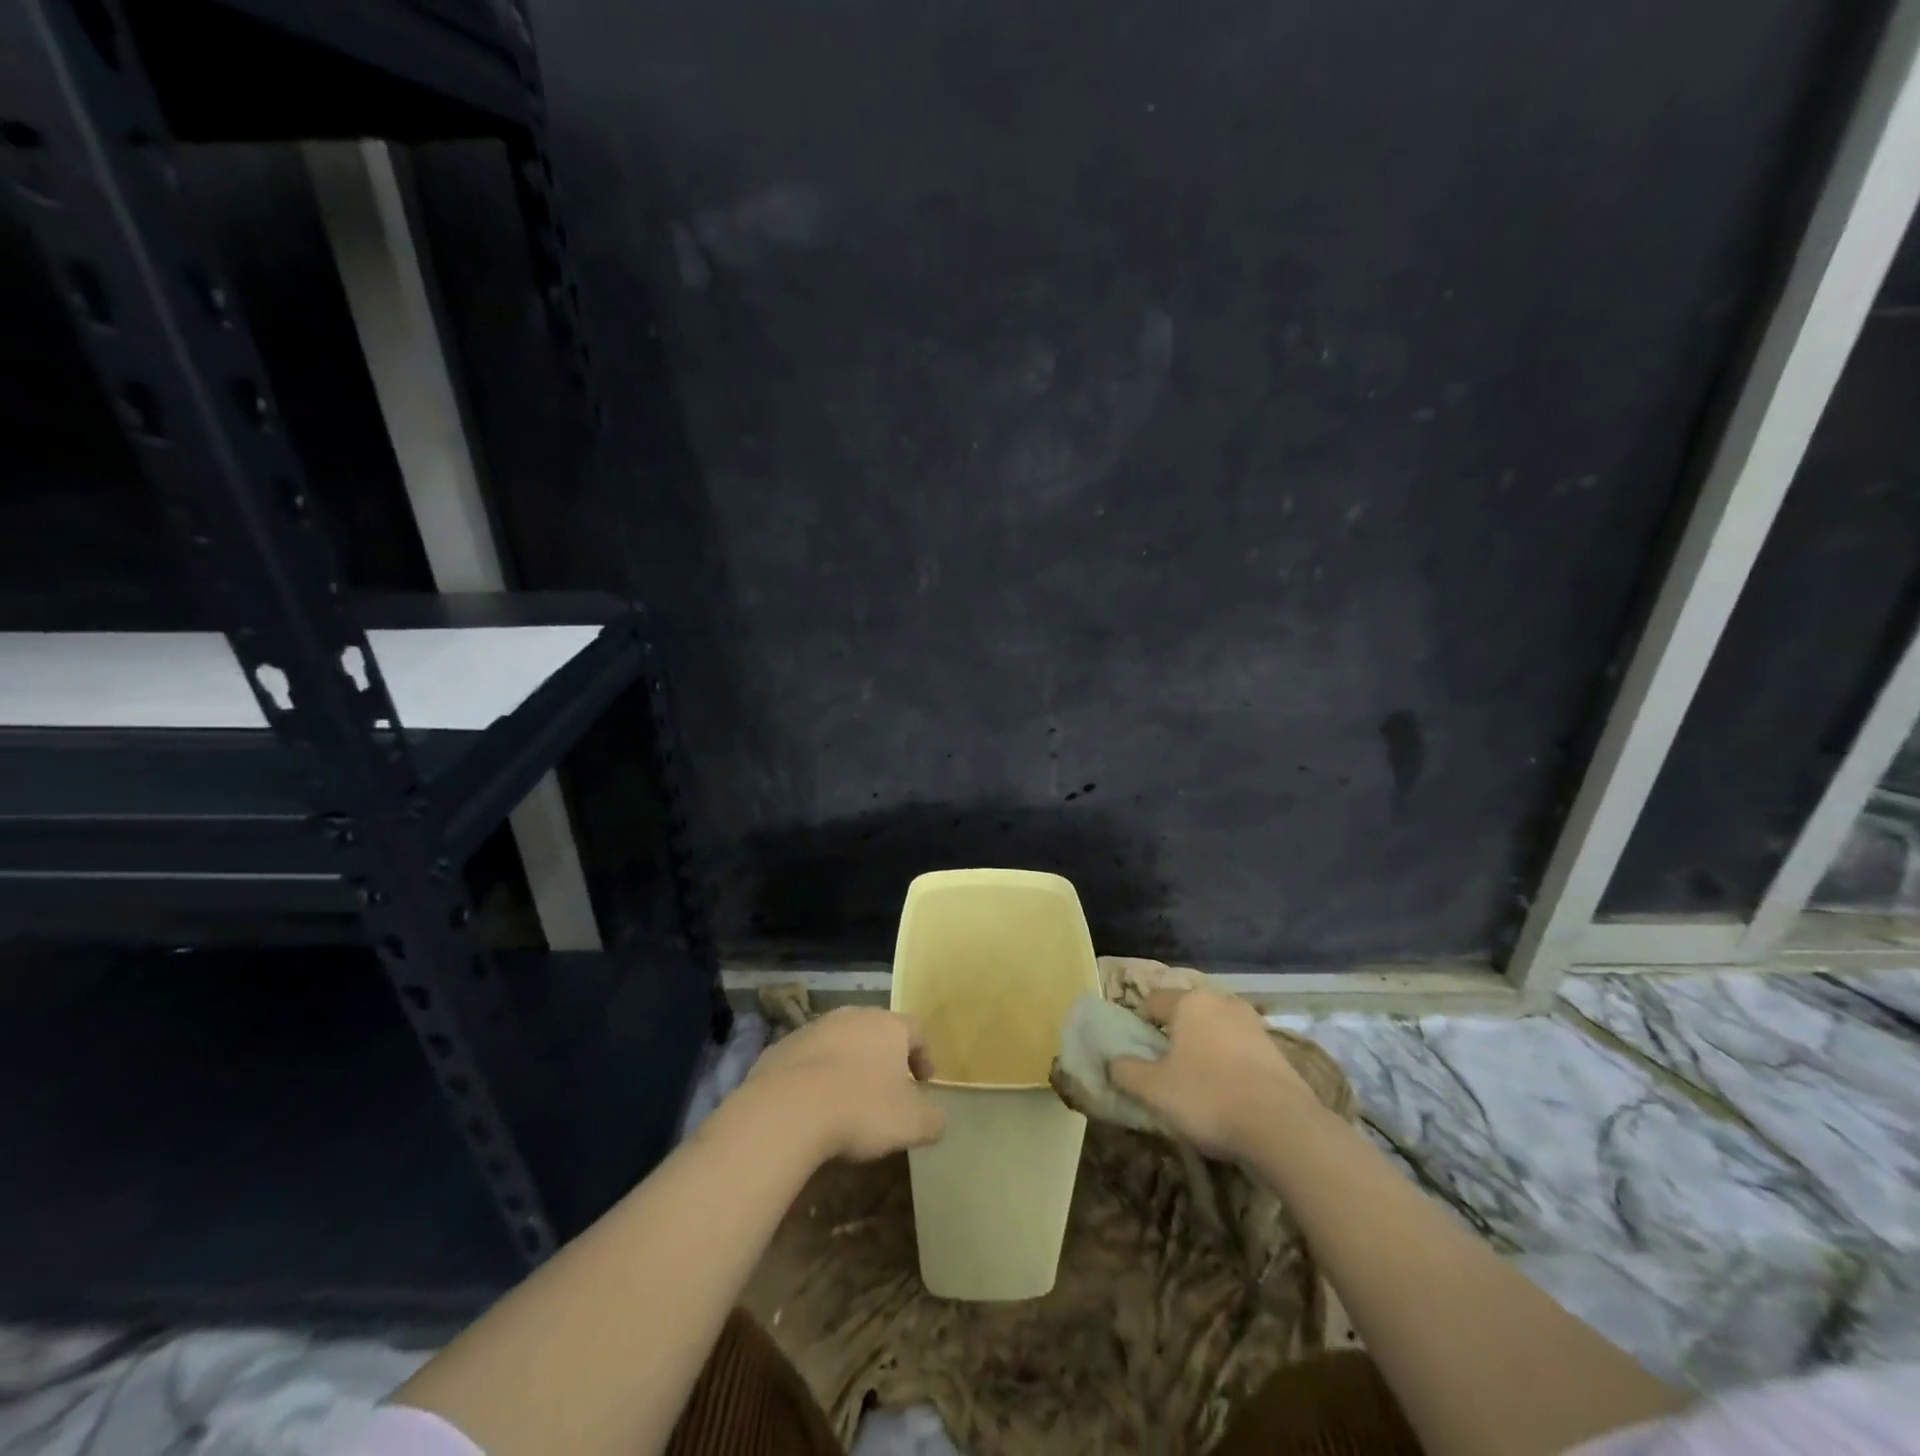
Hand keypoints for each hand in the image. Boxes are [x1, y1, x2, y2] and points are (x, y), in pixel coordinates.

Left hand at [739, 1008, 945, 1162]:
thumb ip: (932, 1120)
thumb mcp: (910, 1124)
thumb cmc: (861, 1109)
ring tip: (847, 1098)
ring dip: (847, 1064)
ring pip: (840, 1042)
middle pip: (876, 1031)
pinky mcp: (781, 1047)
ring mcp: (813, 1028)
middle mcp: (852, 1016)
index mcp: (888, 1026)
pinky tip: (812, 1105)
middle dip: (884, 1057)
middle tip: (887, 1089)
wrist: (787, 1110)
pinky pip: (807, 1059)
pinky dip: (814, 1075)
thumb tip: (938, 1120)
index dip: (924, 1056)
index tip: (924, 1082)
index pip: (916, 1030)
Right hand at [1108, 988, 1321, 1159]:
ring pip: (1215, 1029)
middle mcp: (1221, 1002)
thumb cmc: (1208, 1097)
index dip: (1139, 1024)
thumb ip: (1126, 1071)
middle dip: (1174, 1034)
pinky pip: (1240, 1048)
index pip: (1152, 1001)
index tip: (1137, 1053)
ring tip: (1198, 1082)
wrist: (1282, 1127)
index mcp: (1189, 1002)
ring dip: (1204, 1048)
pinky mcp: (1276, 1049)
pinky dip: (1229, 1062)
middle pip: (1186, 1012)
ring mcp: (1253, 1023)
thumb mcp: (1153, 1090)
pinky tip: (1228, 1092)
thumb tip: (1113, 1062)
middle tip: (1165, 1067)